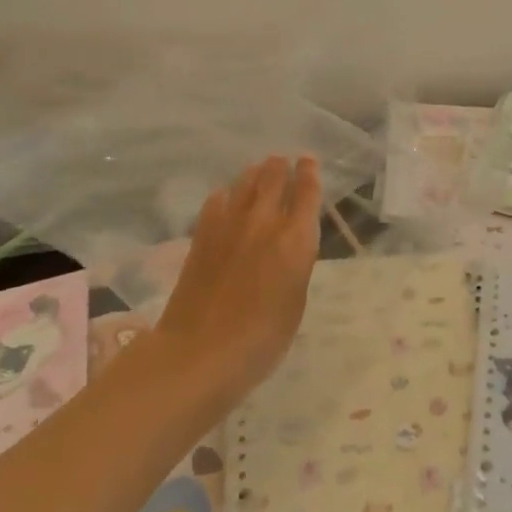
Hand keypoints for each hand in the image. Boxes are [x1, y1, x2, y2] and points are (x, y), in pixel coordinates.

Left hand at [141, 155, 321, 409]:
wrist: (201, 350)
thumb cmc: (262, 338)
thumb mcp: (296, 301)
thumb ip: (296, 263)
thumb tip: (290, 244)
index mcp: (296, 238)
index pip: (306, 193)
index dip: (309, 173)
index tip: (309, 161)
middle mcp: (264, 221)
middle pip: (273, 178)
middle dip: (281, 166)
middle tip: (283, 160)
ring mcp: (229, 224)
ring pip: (245, 183)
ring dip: (255, 173)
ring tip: (259, 169)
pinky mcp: (202, 234)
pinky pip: (216, 201)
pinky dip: (227, 193)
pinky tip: (227, 196)